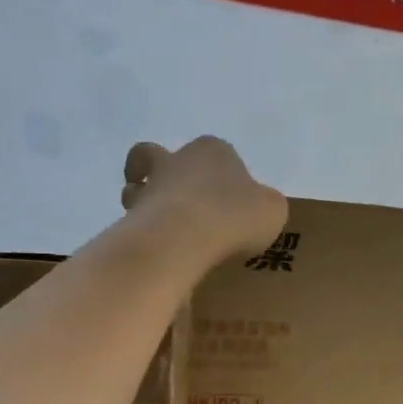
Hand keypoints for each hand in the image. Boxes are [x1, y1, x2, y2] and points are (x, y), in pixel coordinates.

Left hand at [121, 136, 288, 266]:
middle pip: (157, 156)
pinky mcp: (130, 215)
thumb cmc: (234, 215)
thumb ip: (265, 205)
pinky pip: (131, 221)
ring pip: (135, 187)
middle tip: (179, 203)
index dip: (220, 171)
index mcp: (213, 151)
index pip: (215, 151)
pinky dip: (141, 233)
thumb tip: (257, 209)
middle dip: (160, 173)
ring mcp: (149, 187)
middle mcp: (177, 159)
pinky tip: (159, 252)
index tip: (226, 196)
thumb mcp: (272, 210)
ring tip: (162, 231)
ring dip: (143, 203)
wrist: (185, 236)